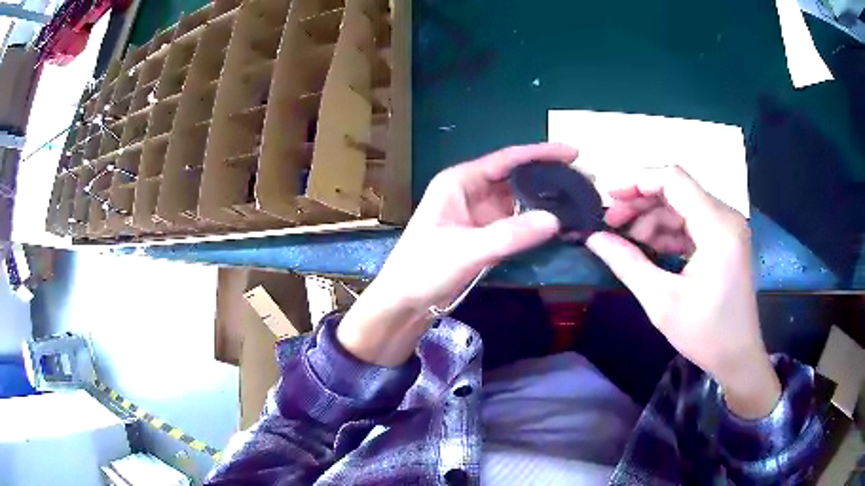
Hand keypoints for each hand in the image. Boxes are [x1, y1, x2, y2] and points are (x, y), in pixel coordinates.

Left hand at [337, 144, 577, 366]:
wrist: (403, 303)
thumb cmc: (423, 270)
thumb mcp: (466, 251)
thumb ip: (510, 235)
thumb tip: (555, 220)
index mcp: (460, 182)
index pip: (507, 160)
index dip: (541, 153)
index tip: (574, 152)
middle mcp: (470, 191)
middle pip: (516, 178)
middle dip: (549, 178)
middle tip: (585, 182)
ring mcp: (477, 214)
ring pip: (517, 201)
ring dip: (545, 201)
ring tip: (578, 201)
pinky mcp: (482, 235)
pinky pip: (514, 223)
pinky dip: (534, 223)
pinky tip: (557, 225)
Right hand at [587, 166, 780, 417]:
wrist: (738, 357)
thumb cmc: (706, 334)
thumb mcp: (662, 303)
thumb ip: (628, 264)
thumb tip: (594, 238)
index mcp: (718, 227)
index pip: (674, 179)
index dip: (637, 181)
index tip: (606, 198)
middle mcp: (725, 217)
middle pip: (676, 190)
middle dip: (640, 201)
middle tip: (609, 223)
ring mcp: (726, 227)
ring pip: (681, 206)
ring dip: (651, 219)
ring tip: (625, 241)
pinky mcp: (724, 240)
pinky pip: (690, 223)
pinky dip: (666, 232)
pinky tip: (647, 249)